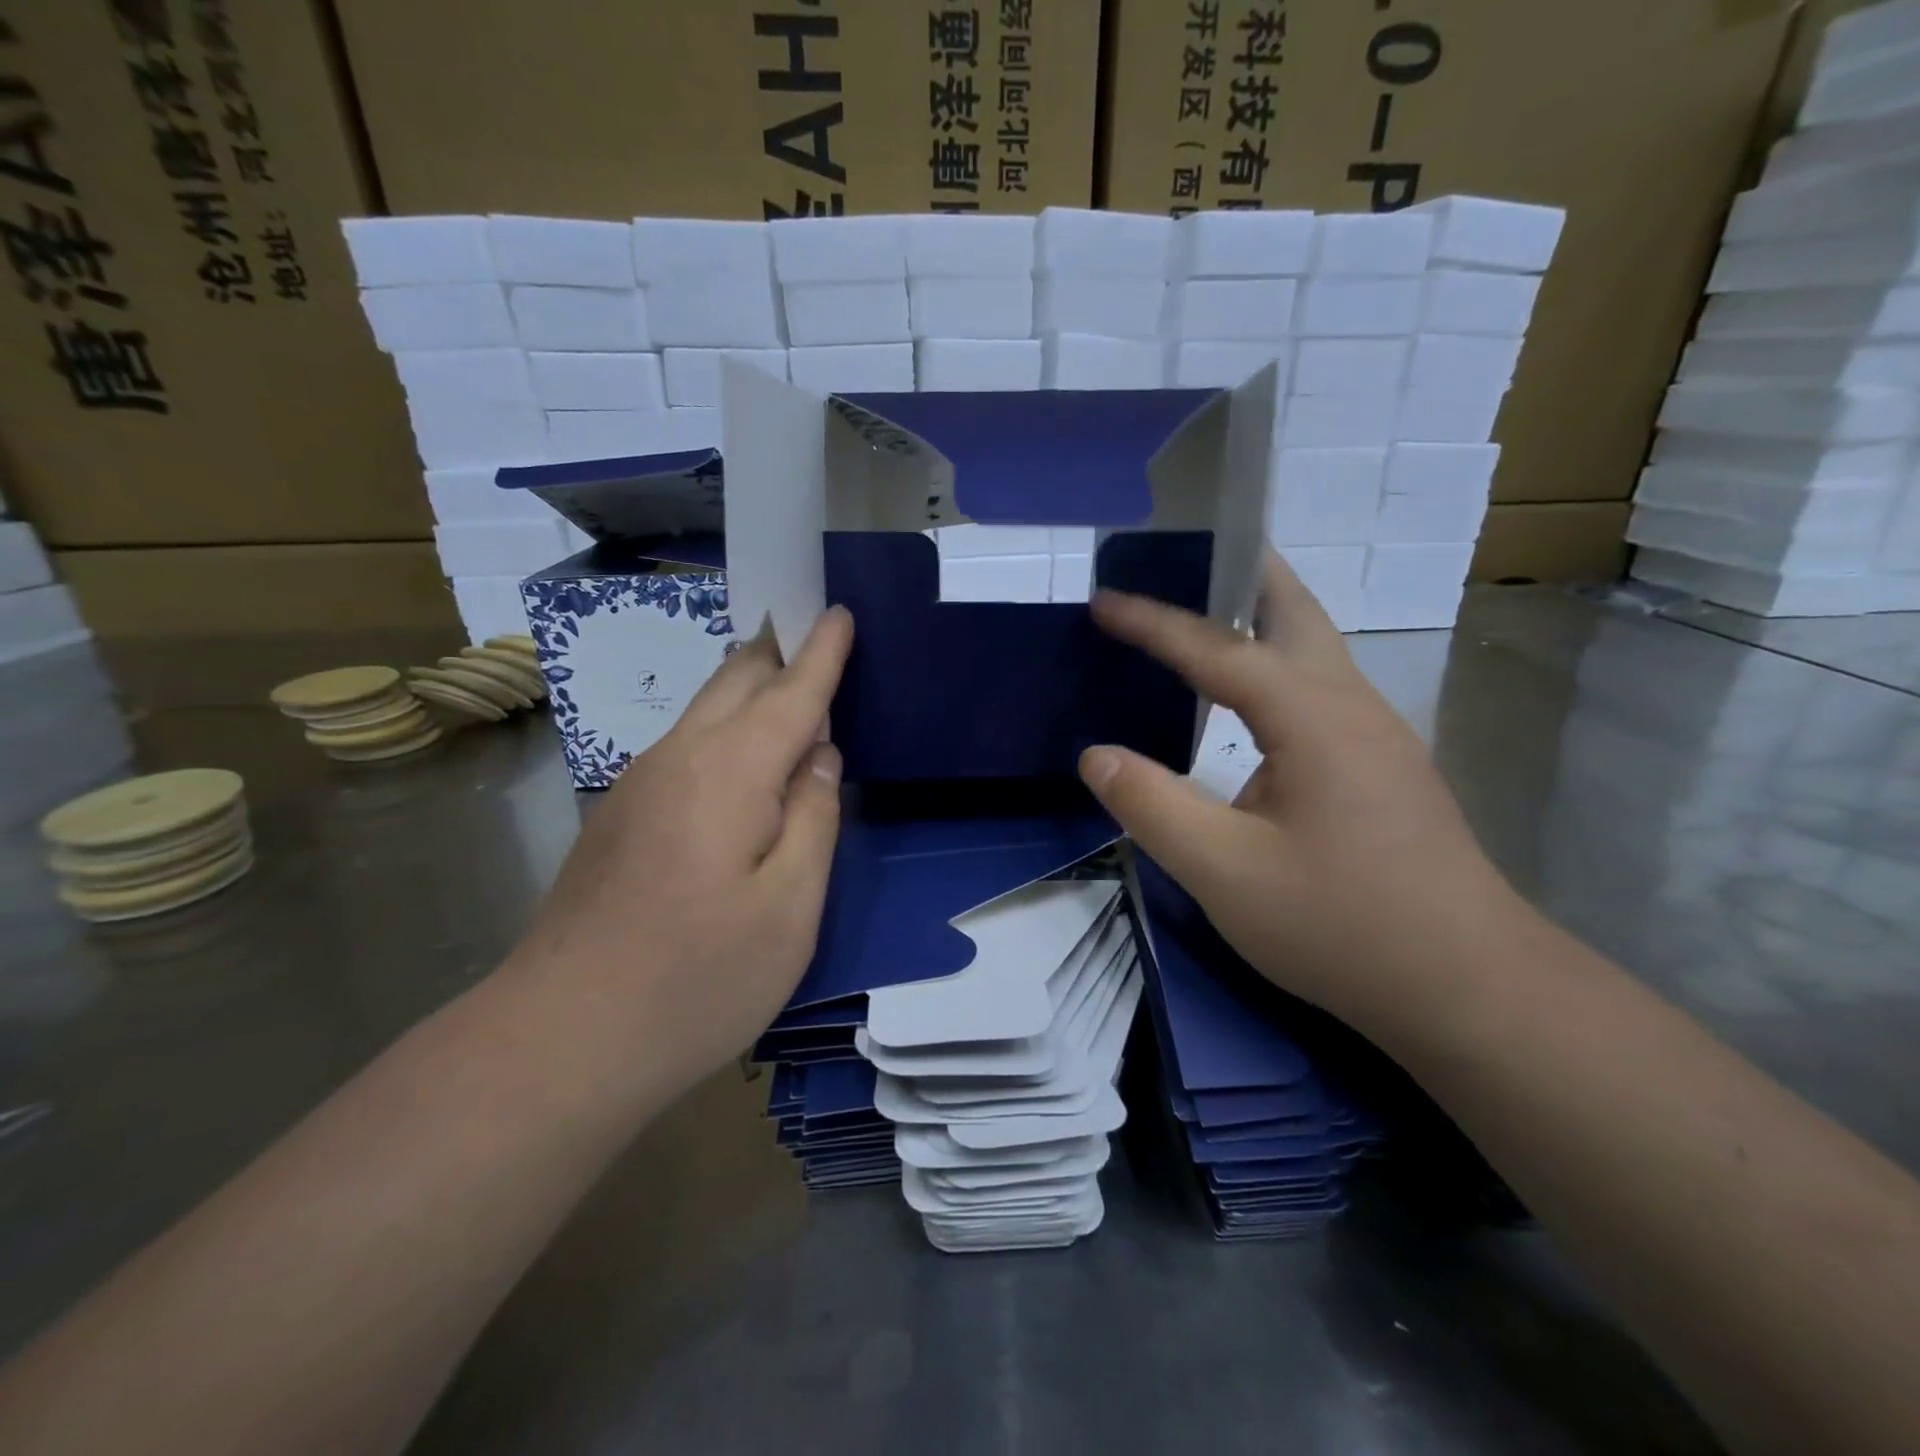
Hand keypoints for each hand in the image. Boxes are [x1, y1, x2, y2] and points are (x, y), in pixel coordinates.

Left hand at [509, 608, 853, 1094]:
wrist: (559, 1041)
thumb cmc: (697, 978)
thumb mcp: (790, 909)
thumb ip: (813, 820)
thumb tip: (819, 759)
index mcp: (730, 771)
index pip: (791, 692)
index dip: (822, 652)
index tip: (839, 610)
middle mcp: (679, 758)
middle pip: (736, 679)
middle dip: (781, 652)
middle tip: (821, 644)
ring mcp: (639, 785)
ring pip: (705, 710)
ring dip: (751, 691)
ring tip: (792, 697)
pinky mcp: (620, 816)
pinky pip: (687, 746)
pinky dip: (726, 731)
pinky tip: (744, 765)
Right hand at [1078, 554, 1522, 1032]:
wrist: (1469, 989)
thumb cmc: (1342, 925)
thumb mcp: (1224, 872)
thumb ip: (1151, 806)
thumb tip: (1096, 756)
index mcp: (1313, 717)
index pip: (1217, 649)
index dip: (1154, 623)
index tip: (1103, 599)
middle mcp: (1351, 706)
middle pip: (1296, 612)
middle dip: (1241, 573)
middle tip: (1187, 555)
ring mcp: (1377, 736)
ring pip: (1313, 649)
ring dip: (1259, 619)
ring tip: (1203, 615)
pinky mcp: (1383, 769)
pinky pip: (1318, 689)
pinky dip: (1273, 666)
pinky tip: (1245, 702)